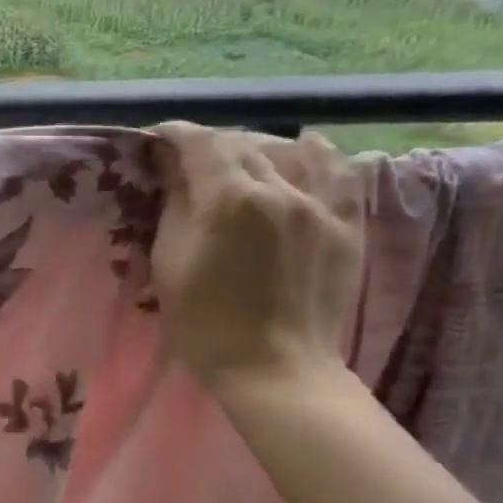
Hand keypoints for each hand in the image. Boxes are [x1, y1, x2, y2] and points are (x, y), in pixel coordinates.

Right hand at [150, 123, 364, 393]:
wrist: (274, 368)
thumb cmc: (204, 321)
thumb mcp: (170, 262)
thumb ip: (174, 206)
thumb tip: (172, 168)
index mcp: (229, 198)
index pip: (199, 143)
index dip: (174, 134)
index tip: (157, 138)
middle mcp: (279, 188)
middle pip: (241, 145)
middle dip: (209, 145)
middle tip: (186, 160)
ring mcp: (319, 205)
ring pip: (285, 153)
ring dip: (255, 149)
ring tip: (237, 160)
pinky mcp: (346, 225)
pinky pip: (336, 173)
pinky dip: (317, 154)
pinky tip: (306, 145)